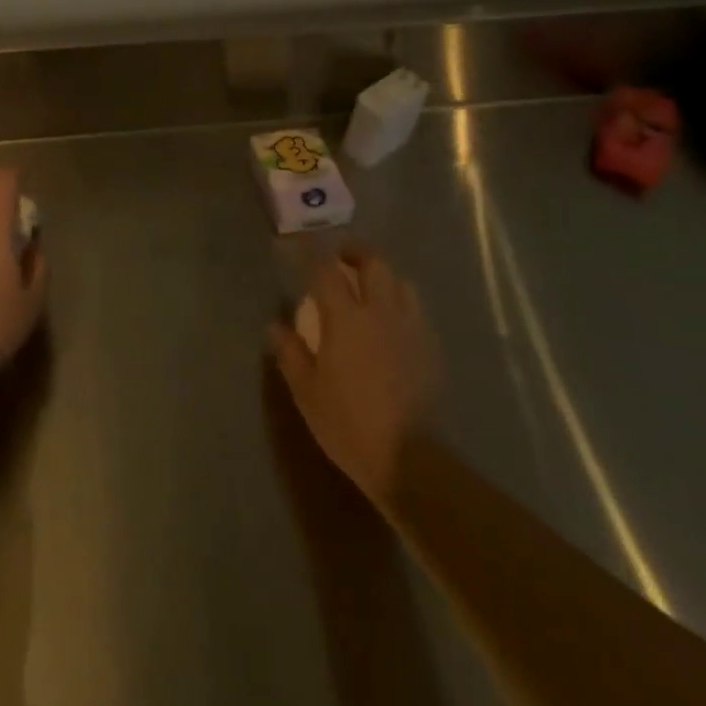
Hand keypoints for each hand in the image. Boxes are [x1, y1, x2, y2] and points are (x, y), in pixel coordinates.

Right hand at [270, 250, 439, 508]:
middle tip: (340, 258)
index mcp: (346, 318)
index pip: (327, 271)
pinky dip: (401, 302)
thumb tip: (275, 325)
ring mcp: (410, 328)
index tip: (302, 246)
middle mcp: (380, 312)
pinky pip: (416, 309)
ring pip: (401, 282)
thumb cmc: (349, 424)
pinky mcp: (430, 348)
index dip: (313, 254)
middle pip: (374, 263)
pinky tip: (391, 320)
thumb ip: (290, 353)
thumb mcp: (307, 391)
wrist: (410, 460)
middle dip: (356, 252)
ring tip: (369, 286)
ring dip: (383, 275)